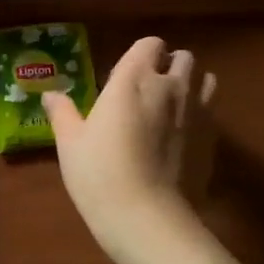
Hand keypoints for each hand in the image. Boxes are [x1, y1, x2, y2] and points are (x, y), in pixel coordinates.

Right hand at [44, 37, 217, 253]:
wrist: (148, 219)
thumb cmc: (100, 174)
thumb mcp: (70, 143)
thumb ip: (62, 113)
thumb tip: (50, 94)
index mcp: (134, 79)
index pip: (149, 44)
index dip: (142, 54)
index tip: (127, 73)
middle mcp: (171, 86)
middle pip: (184, 58)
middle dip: (170, 66)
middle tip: (150, 89)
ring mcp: (198, 112)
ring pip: (205, 80)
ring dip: (191, 85)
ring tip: (173, 107)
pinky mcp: (213, 140)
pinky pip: (212, 113)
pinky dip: (200, 116)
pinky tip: (183, 138)